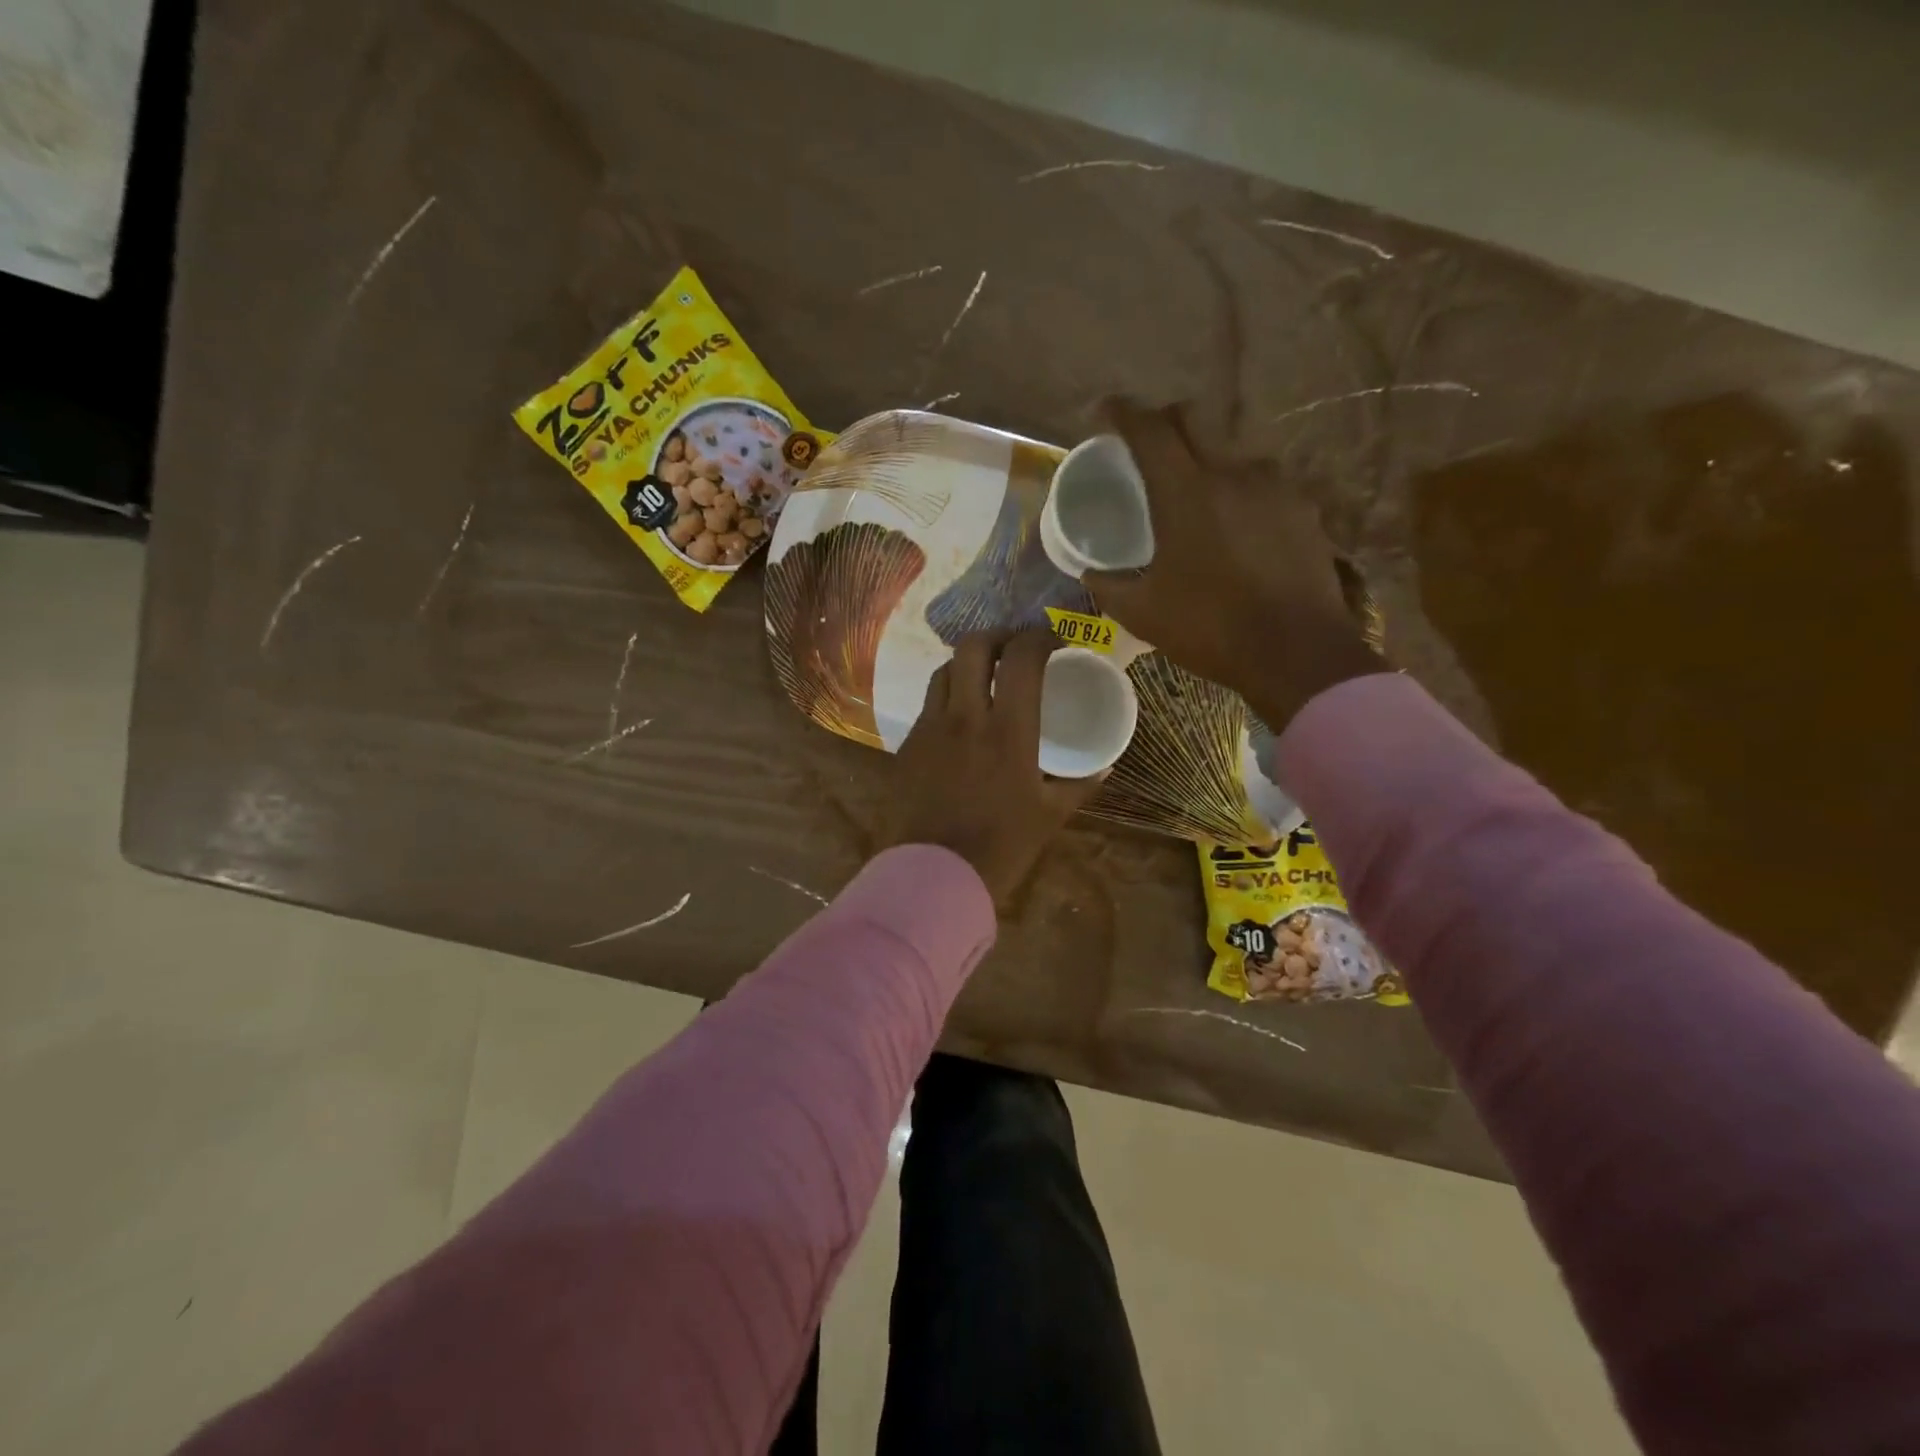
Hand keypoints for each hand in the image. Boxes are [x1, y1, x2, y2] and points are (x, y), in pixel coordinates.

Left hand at [890, 629, 1104, 900]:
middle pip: (973, 646)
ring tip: (986, 676)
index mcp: (1007, 729)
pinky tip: (960, 718)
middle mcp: (965, 716)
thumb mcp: (1050, 815)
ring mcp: (930, 727)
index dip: (1041, 637)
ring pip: (944, 670)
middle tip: (1015, 648)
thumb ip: (1080, 784)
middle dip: (998, 635)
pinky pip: (928, 704)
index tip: (1056, 642)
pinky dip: (948, 696)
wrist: (935, 876)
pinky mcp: (908, 744)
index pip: (1023, 657)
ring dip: (968, 662)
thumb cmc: (1001, 846)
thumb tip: (1104, 767)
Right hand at [1083, 399, 1383, 730]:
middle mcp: (1232, 472)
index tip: (1106, 410)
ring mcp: (1275, 487)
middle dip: (1164, 421)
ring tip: (1196, 494)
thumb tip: (1090, 573)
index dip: (1124, 413)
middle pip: (1194, 420)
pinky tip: (1238, 525)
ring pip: (1232, 451)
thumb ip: (1110, 586)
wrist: (1297, 652)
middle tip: (1147, 445)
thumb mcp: (1144, 614)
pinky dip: (1240, 490)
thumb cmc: (1211, 629)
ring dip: (1207, 459)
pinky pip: (1263, 483)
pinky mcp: (1303, 508)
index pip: (1149, 430)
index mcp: (1185, 493)